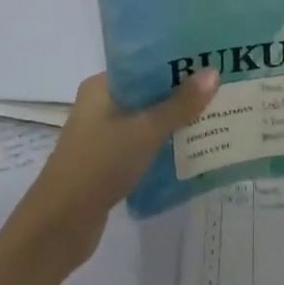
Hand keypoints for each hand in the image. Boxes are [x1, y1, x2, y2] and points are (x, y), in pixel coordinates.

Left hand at [16, 70, 217, 268]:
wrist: (61, 222)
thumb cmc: (100, 163)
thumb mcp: (145, 130)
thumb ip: (180, 104)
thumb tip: (213, 73)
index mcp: (101, 86)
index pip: (143, 64)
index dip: (176, 63)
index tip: (210, 62)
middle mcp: (100, 104)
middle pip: (147, 92)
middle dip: (181, 94)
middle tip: (221, 90)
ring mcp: (103, 135)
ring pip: (146, 120)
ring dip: (175, 122)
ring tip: (215, 117)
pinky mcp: (108, 162)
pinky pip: (142, 144)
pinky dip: (163, 145)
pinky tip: (192, 149)